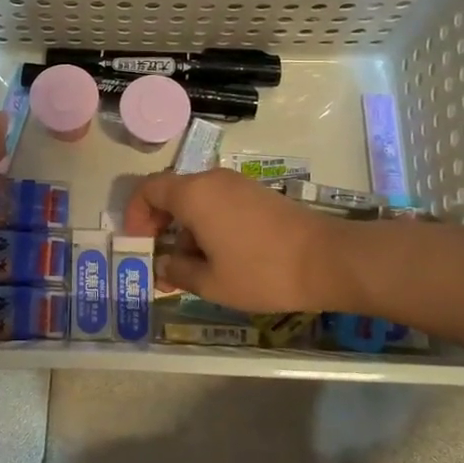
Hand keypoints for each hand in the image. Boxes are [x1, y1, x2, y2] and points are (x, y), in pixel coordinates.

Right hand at [123, 167, 350, 312]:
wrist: (328, 260)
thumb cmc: (262, 272)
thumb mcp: (212, 282)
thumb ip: (178, 270)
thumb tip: (162, 264)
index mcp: (194, 194)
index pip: (148, 189)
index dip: (136, 214)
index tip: (139, 244)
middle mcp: (212, 180)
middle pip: (172, 192)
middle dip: (160, 224)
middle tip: (161, 258)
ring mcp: (238, 184)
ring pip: (197, 199)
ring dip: (185, 227)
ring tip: (191, 266)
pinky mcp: (258, 194)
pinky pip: (219, 202)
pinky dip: (208, 223)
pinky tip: (220, 256)